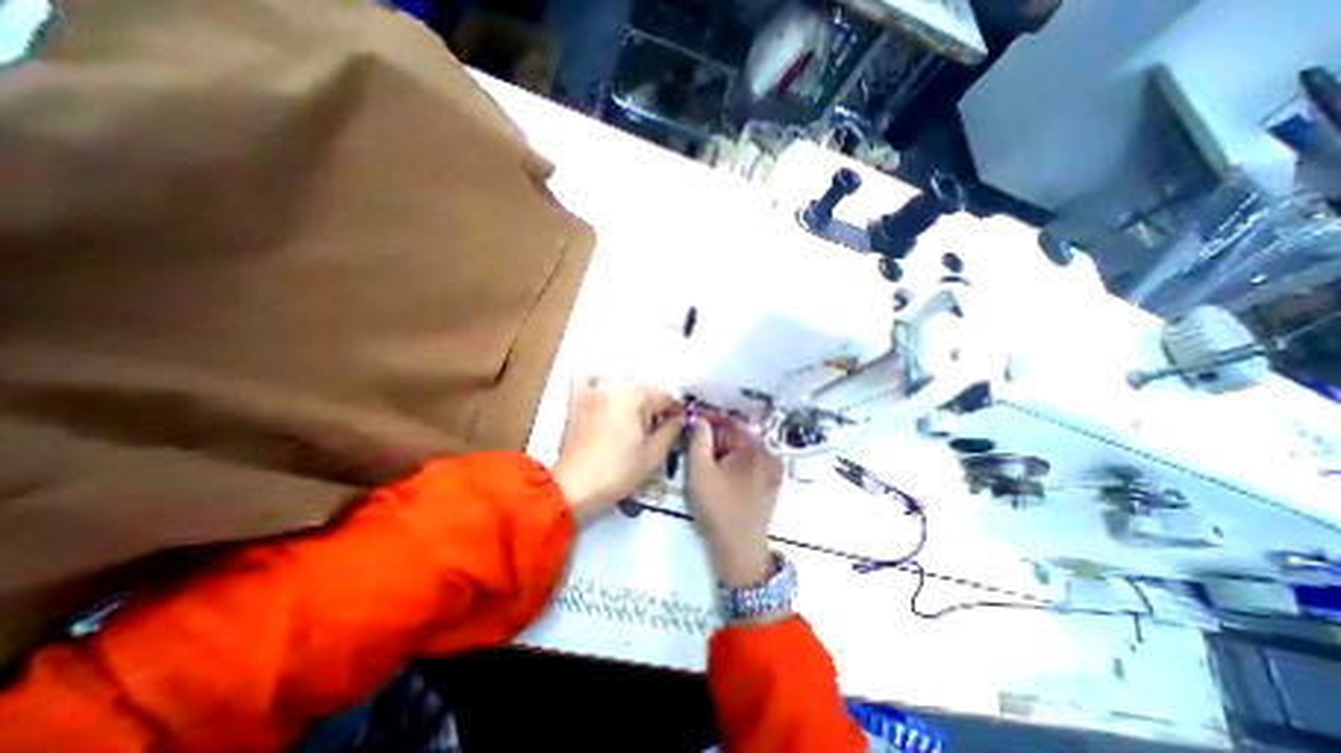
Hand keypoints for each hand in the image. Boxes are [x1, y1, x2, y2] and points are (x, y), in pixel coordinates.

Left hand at [551, 373, 684, 517]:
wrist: (574, 486)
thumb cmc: (618, 472)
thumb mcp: (653, 454)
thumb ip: (672, 430)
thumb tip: (680, 417)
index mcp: (636, 397)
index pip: (666, 395)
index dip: (676, 410)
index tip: (678, 424)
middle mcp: (616, 385)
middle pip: (646, 386)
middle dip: (656, 402)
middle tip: (658, 424)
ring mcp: (594, 389)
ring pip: (621, 378)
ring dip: (633, 391)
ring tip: (635, 413)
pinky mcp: (578, 398)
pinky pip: (588, 377)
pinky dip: (599, 379)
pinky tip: (606, 392)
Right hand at [684, 414, 780, 584]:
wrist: (739, 552)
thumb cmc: (717, 510)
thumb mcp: (700, 472)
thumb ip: (698, 440)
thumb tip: (698, 418)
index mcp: (755, 448)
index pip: (729, 422)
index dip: (707, 418)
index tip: (689, 418)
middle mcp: (769, 454)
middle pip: (737, 435)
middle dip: (714, 435)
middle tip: (692, 440)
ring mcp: (772, 469)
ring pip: (742, 449)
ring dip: (722, 448)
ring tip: (702, 457)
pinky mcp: (770, 483)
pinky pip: (749, 462)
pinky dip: (732, 460)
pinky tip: (718, 471)